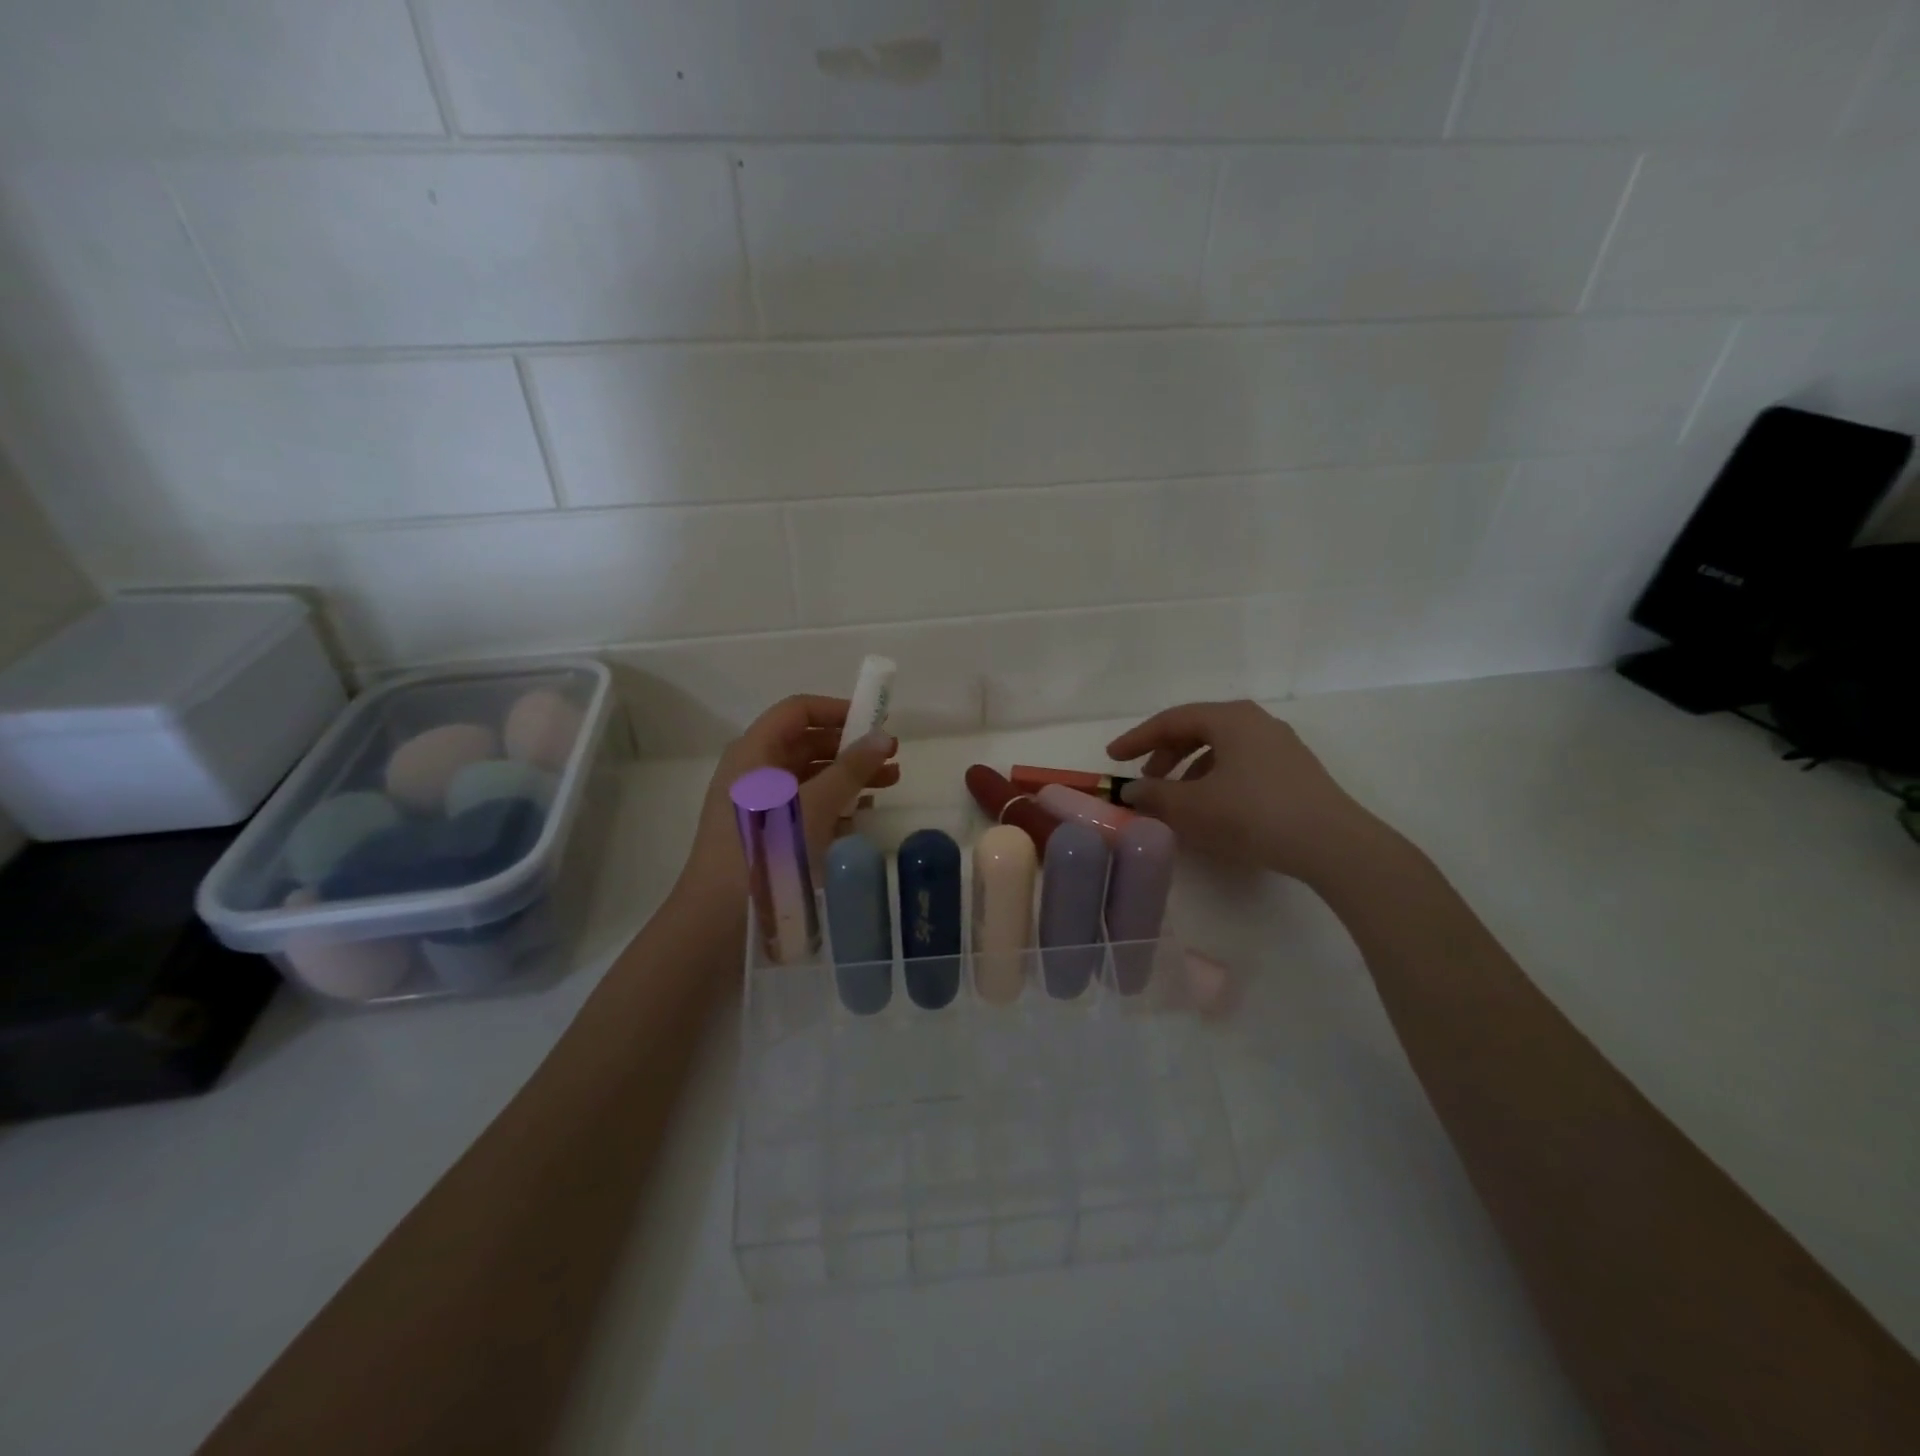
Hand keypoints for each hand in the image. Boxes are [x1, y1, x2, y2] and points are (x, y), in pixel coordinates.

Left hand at [680, 695, 898, 900]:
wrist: (720, 922)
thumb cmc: (766, 850)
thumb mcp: (814, 805)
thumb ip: (851, 769)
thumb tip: (884, 737)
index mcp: (754, 753)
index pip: (797, 711)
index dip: (837, 710)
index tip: (876, 722)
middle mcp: (754, 772)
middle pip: (805, 743)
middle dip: (850, 747)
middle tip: (890, 758)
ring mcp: (759, 806)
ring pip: (809, 777)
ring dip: (848, 777)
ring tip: (888, 785)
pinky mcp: (767, 836)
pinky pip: (806, 808)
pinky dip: (835, 805)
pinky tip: (863, 817)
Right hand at [1106, 700, 1381, 882]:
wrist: (1331, 843)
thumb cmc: (1253, 814)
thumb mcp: (1192, 807)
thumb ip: (1154, 795)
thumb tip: (1132, 792)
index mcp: (1230, 718)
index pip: (1171, 720)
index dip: (1137, 739)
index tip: (1112, 758)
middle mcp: (1256, 722)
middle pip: (1197, 730)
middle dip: (1164, 754)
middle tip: (1146, 780)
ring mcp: (1280, 746)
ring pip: (1221, 749)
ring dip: (1190, 769)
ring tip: (1177, 799)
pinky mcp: (1294, 771)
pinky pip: (1241, 765)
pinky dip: (1216, 779)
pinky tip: (1213, 809)